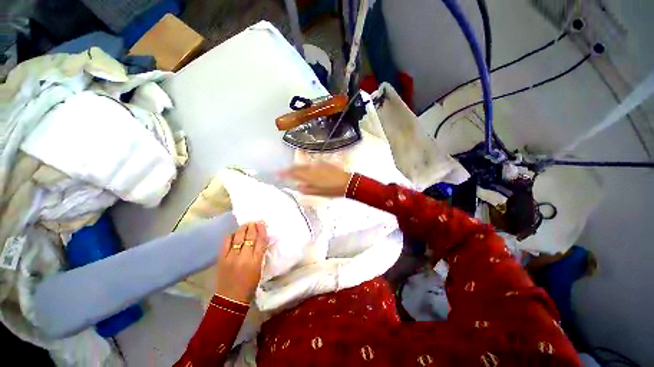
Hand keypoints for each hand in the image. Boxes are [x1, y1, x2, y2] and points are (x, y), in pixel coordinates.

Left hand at [215, 222, 268, 303]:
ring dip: (242, 229)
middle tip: (254, 221)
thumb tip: (261, 240)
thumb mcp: (259, 269)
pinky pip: (226, 243)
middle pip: (249, 237)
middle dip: (252, 227)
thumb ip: (260, 254)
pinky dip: (231, 236)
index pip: (261, 241)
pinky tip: (234, 234)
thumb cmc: (249, 285)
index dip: (262, 230)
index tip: (262, 223)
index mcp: (256, 261)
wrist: (230, 299)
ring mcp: (231, 257)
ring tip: (246, 225)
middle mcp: (244, 257)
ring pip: (238, 238)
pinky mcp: (221, 259)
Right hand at [280, 162, 351, 195]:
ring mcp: (318, 164)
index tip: (277, 173)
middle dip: (289, 169)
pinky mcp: (323, 163)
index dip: (284, 172)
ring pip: (304, 165)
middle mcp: (311, 168)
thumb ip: (306, 189)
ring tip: (293, 171)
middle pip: (297, 167)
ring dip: (297, 167)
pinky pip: (311, 164)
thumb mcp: (318, 192)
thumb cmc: (332, 190)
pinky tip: (307, 170)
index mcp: (309, 176)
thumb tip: (298, 185)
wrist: (347, 182)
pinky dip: (306, 167)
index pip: (293, 172)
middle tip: (284, 172)